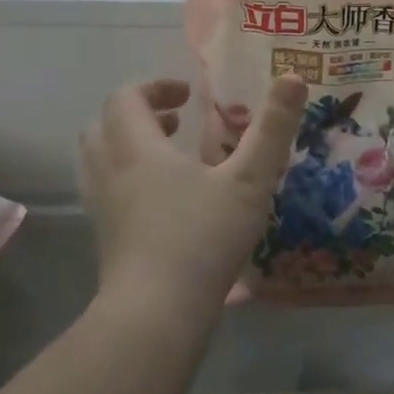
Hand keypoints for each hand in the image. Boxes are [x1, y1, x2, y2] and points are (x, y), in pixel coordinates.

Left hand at [80, 76, 306, 311]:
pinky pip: (105, 189)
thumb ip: (272, 128)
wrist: (153, 317)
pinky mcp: (105, 238)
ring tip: (171, 155)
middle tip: (178, 121)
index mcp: (139, 149)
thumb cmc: (202, 239)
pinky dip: (128, 177)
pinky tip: (165, 199)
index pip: (126, 97)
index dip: (155, 87)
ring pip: (100, 158)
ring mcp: (103, 207)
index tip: (189, 96)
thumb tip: (294, 76)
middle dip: (140, 113)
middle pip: (105, 124)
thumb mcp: (250, 180)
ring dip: (130, 144)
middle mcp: (111, 171)